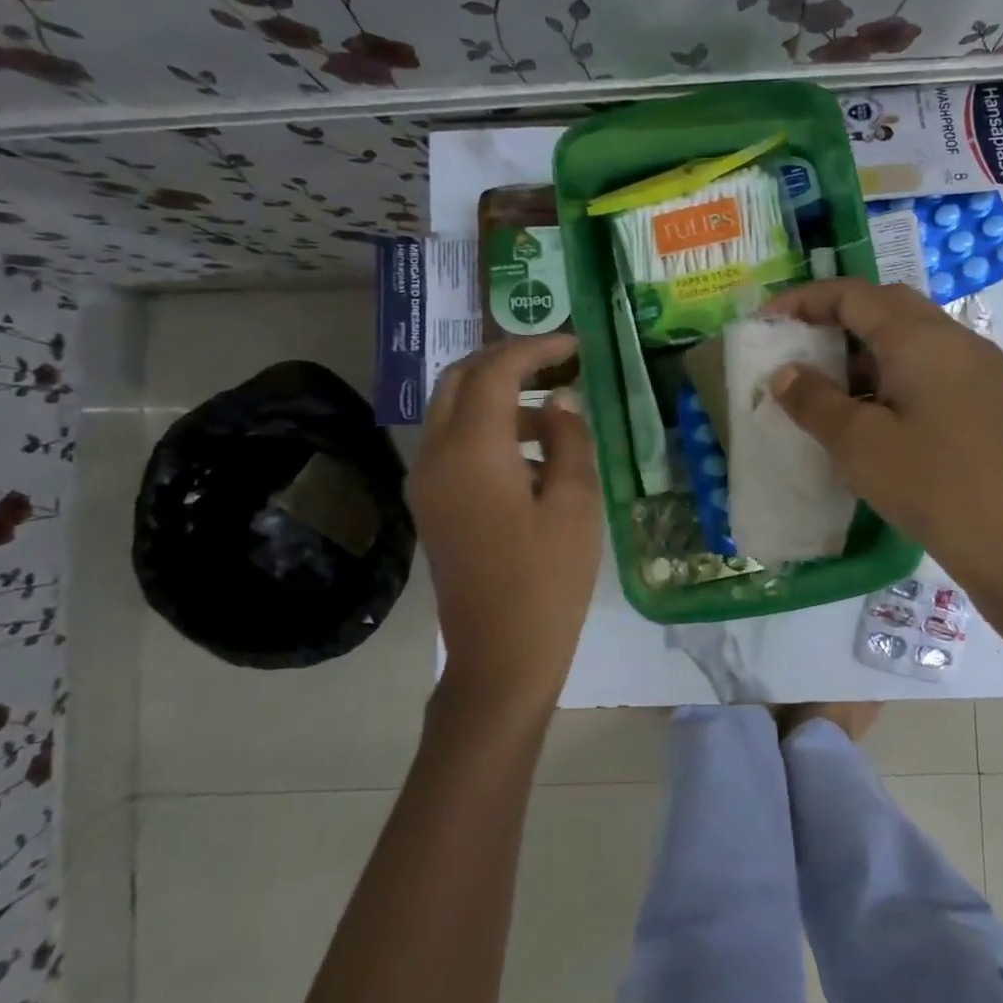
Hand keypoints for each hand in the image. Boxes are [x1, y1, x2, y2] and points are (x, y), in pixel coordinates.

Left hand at [410, 334, 600, 710]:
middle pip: (459, 379)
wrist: (500, 658)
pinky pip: (452, 443)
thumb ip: (568, 440)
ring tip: (550, 409)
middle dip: (505, 360)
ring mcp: (426, 482)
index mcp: (472, 451)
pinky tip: (529, 452)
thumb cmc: (548, 582)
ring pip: (452, 410)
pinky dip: (485, 426)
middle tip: (553, 361)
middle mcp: (436, 456)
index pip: (495, 371)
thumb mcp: (575, 504)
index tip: (574, 345)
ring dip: (495, 394)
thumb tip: (559, 401)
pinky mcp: (431, 505)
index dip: (535, 348)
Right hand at [763, 278, 1002, 596]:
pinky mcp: (984, 398)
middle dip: (837, 317)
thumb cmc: (928, 484)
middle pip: (887, 305)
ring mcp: (976, 368)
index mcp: (921, 338)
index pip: (854, 295)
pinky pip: (929, 363)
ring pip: (911, 335)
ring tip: (827, 383)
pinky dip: (892, 370)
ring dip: (865, 347)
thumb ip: (813, 400)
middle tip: (799, 345)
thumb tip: (785, 373)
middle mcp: (954, 339)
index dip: (805, 301)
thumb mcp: (857, 443)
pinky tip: (870, 411)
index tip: (768, 322)